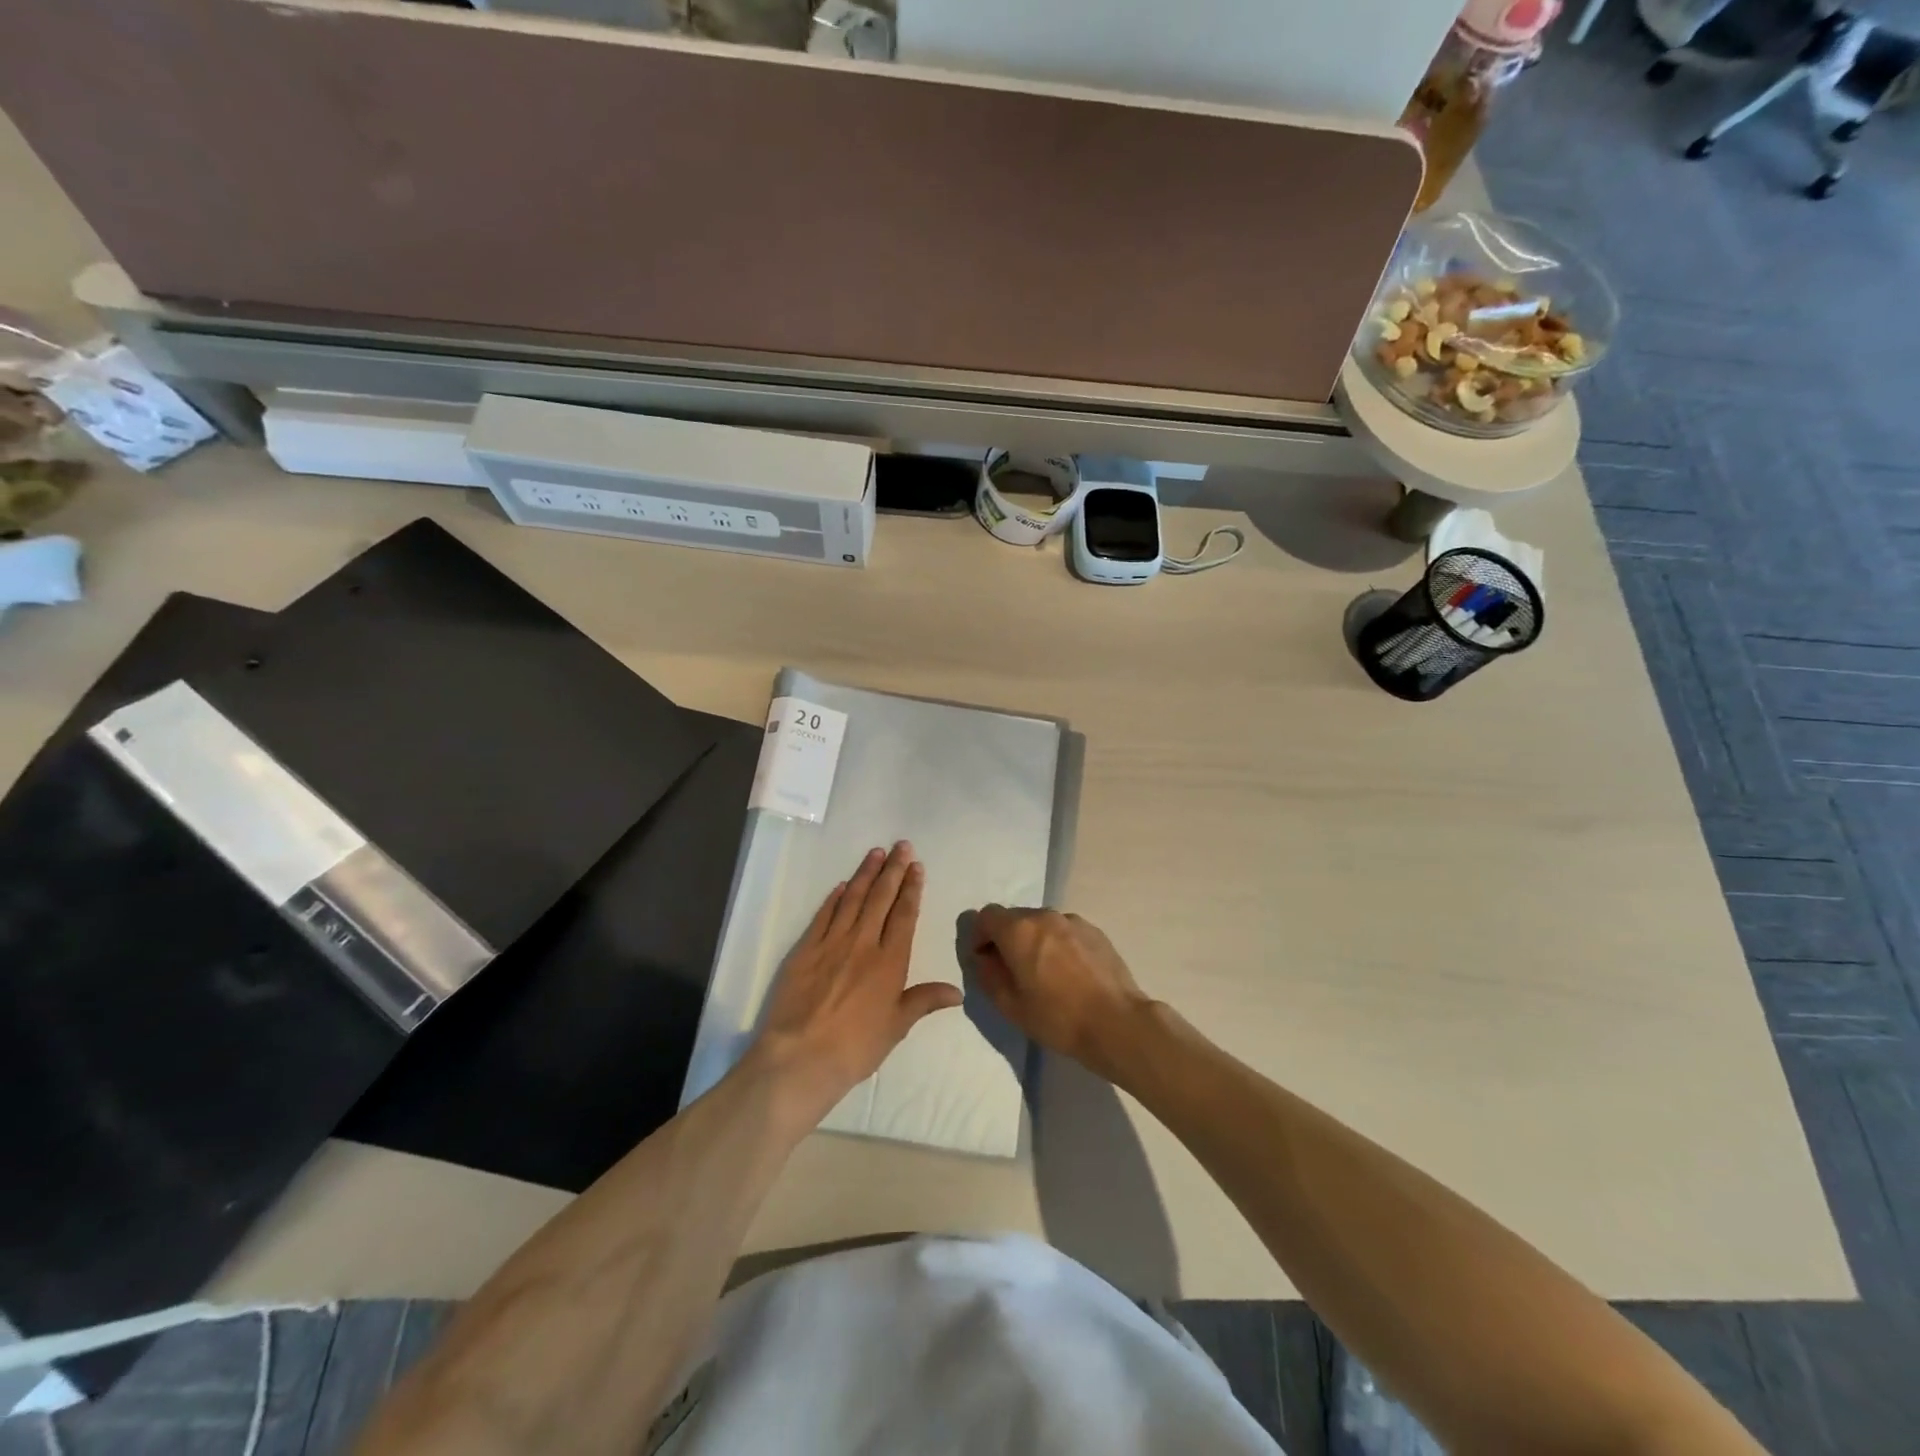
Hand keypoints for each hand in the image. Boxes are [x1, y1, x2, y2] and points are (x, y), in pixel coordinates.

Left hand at [752, 842, 961, 1123]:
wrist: (801, 1057)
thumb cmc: (856, 1047)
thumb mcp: (896, 1027)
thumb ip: (924, 1001)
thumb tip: (957, 991)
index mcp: (889, 962)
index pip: (904, 915)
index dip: (911, 889)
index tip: (916, 867)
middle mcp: (863, 944)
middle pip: (881, 899)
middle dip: (893, 870)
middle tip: (901, 845)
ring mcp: (832, 943)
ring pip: (853, 900)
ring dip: (866, 874)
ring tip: (875, 852)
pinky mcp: (805, 949)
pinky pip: (824, 915)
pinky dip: (835, 898)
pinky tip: (843, 885)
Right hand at [970, 907, 1153, 1079]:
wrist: (1116, 1022)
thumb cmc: (1057, 1017)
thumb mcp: (1010, 1005)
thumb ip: (988, 975)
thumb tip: (984, 958)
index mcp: (1019, 930)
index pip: (987, 916)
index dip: (980, 935)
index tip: (984, 959)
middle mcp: (1044, 916)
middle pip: (1014, 917)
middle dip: (1006, 938)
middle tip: (1012, 970)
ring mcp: (1073, 921)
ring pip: (1041, 923)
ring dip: (1034, 940)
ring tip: (1044, 973)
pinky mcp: (1095, 931)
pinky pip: (1065, 931)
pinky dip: (1058, 944)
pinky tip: (1069, 973)